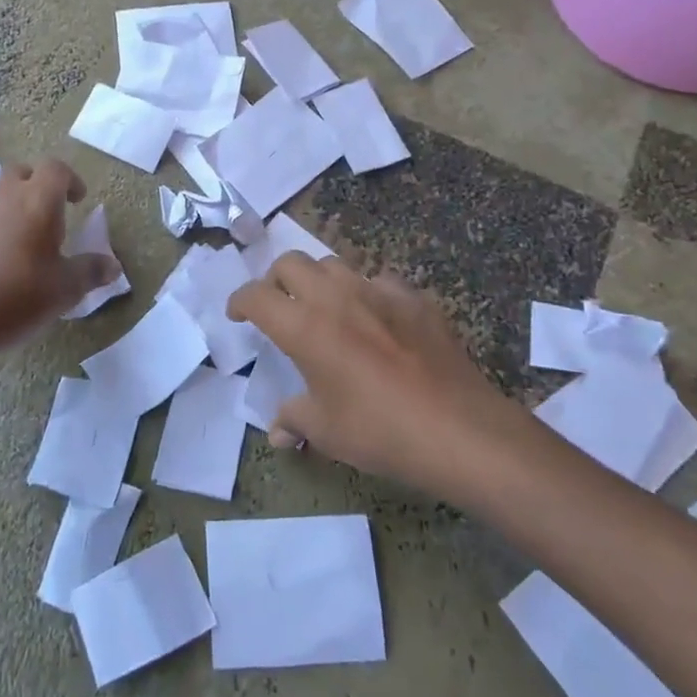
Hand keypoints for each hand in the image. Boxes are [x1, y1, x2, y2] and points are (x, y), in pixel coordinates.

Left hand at [0, 158, 119, 337]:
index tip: (78, 201)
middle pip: (22, 172)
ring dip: (13, 206)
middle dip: (38, 185)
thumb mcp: (65, 289)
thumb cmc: (19, 296)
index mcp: (38, 201)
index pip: (56, 168)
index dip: (71, 180)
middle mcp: (4, 197)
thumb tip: (112, 266)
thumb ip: (90, 271)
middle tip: (50, 213)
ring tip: (24, 239)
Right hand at [227, 255, 521, 489]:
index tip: (238, 315)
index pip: (256, 296)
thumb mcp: (326, 431)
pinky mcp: (414, 298)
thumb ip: (294, 420)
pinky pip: (379, 280)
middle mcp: (335, 297)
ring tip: (324, 307)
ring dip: (318, 279)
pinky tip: (376, 319)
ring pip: (334, 263)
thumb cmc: (380, 431)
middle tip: (278, 305)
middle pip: (291, 262)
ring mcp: (378, 291)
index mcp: (304, 326)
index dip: (239, 301)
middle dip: (275, 279)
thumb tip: (277, 434)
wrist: (459, 429)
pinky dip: (366, 292)